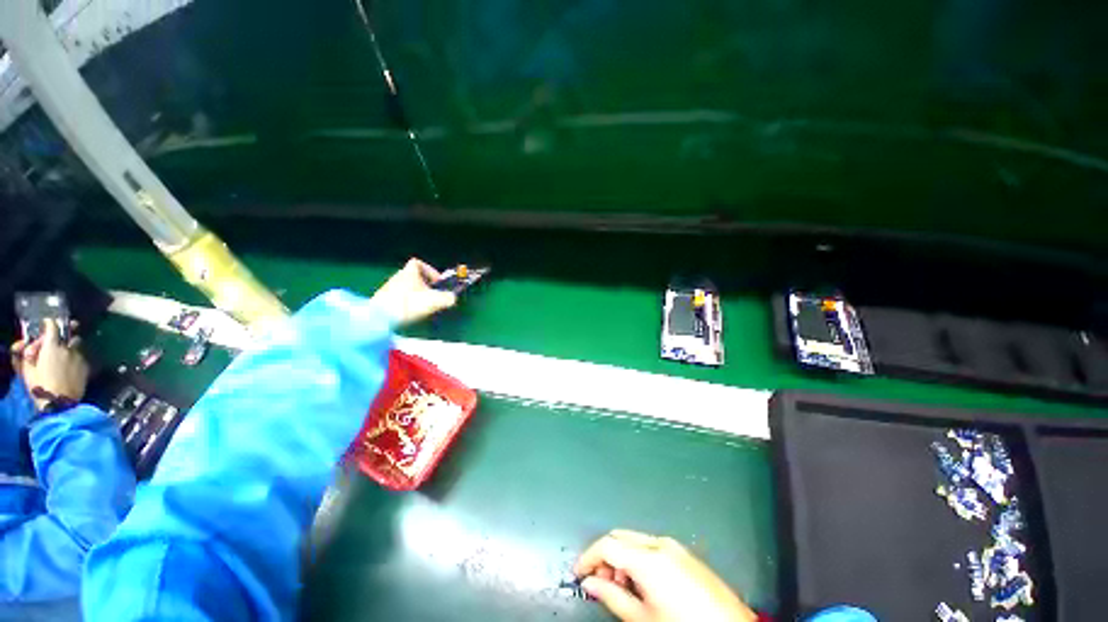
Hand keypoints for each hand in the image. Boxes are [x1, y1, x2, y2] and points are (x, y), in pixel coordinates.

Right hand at [14, 320, 88, 411]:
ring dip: (71, 346)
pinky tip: (69, 364)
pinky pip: (82, 357)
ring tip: (63, 353)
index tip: (46, 323)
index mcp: (52, 346)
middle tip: (57, 340)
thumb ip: (26, 354)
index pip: (53, 326)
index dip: (49, 323)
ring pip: (77, 345)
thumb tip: (23, 345)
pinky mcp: (86, 367)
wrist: (60, 403)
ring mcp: (80, 357)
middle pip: (70, 334)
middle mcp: (69, 348)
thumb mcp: (27, 369)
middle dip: (64, 334)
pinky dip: (75, 357)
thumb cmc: (41, 386)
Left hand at [370, 258, 457, 326]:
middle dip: (426, 285)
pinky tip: (411, 313)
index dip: (430, 271)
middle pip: (414, 277)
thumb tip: (453, 298)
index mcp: (408, 272)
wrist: (378, 318)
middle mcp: (397, 276)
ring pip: (407, 288)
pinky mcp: (382, 300)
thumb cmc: (408, 305)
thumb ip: (447, 298)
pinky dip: (408, 303)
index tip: (438, 282)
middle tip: (434, 296)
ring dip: (417, 295)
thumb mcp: (433, 301)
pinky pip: (399, 297)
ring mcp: (388, 288)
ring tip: (423, 307)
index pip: (418, 263)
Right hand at [574, 530, 757, 621]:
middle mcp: (660, 543)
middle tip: (600, 582)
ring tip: (621, 586)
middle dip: (605, 555)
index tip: (579, 573)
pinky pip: (652, 546)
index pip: (608, 544)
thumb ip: (613, 596)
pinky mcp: (685, 553)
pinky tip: (642, 582)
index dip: (589, 557)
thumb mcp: (643, 618)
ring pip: (635, 539)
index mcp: (649, 557)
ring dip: (622, 556)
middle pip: (621, 536)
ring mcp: (675, 545)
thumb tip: (591, 583)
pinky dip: (639, 557)